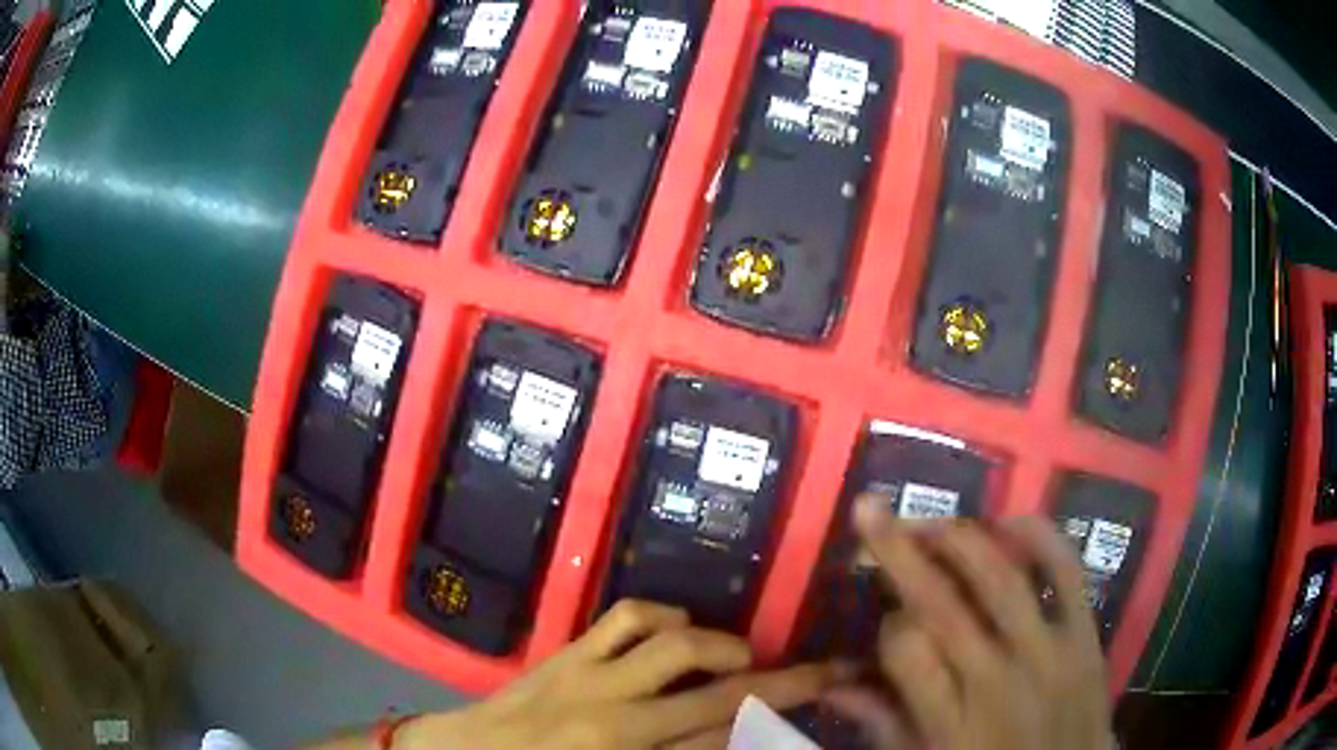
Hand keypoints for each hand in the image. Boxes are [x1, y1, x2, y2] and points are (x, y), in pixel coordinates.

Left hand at [398, 600, 844, 749]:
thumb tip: (726, 738)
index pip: (723, 741)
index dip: (775, 724)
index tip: (815, 707)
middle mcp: (620, 719)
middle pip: (720, 695)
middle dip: (783, 683)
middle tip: (822, 673)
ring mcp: (592, 677)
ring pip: (677, 645)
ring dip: (722, 646)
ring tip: (742, 655)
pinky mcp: (569, 653)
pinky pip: (625, 618)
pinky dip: (662, 616)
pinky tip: (677, 628)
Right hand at [827, 497, 1111, 749]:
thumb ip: (885, 726)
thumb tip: (833, 687)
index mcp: (949, 722)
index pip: (905, 650)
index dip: (887, 624)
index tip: (885, 620)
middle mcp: (995, 680)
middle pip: (941, 602)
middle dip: (899, 550)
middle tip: (873, 510)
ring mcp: (1047, 651)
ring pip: (1000, 577)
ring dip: (959, 538)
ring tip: (932, 523)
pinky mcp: (1086, 634)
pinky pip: (1066, 569)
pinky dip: (1038, 535)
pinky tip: (1009, 522)